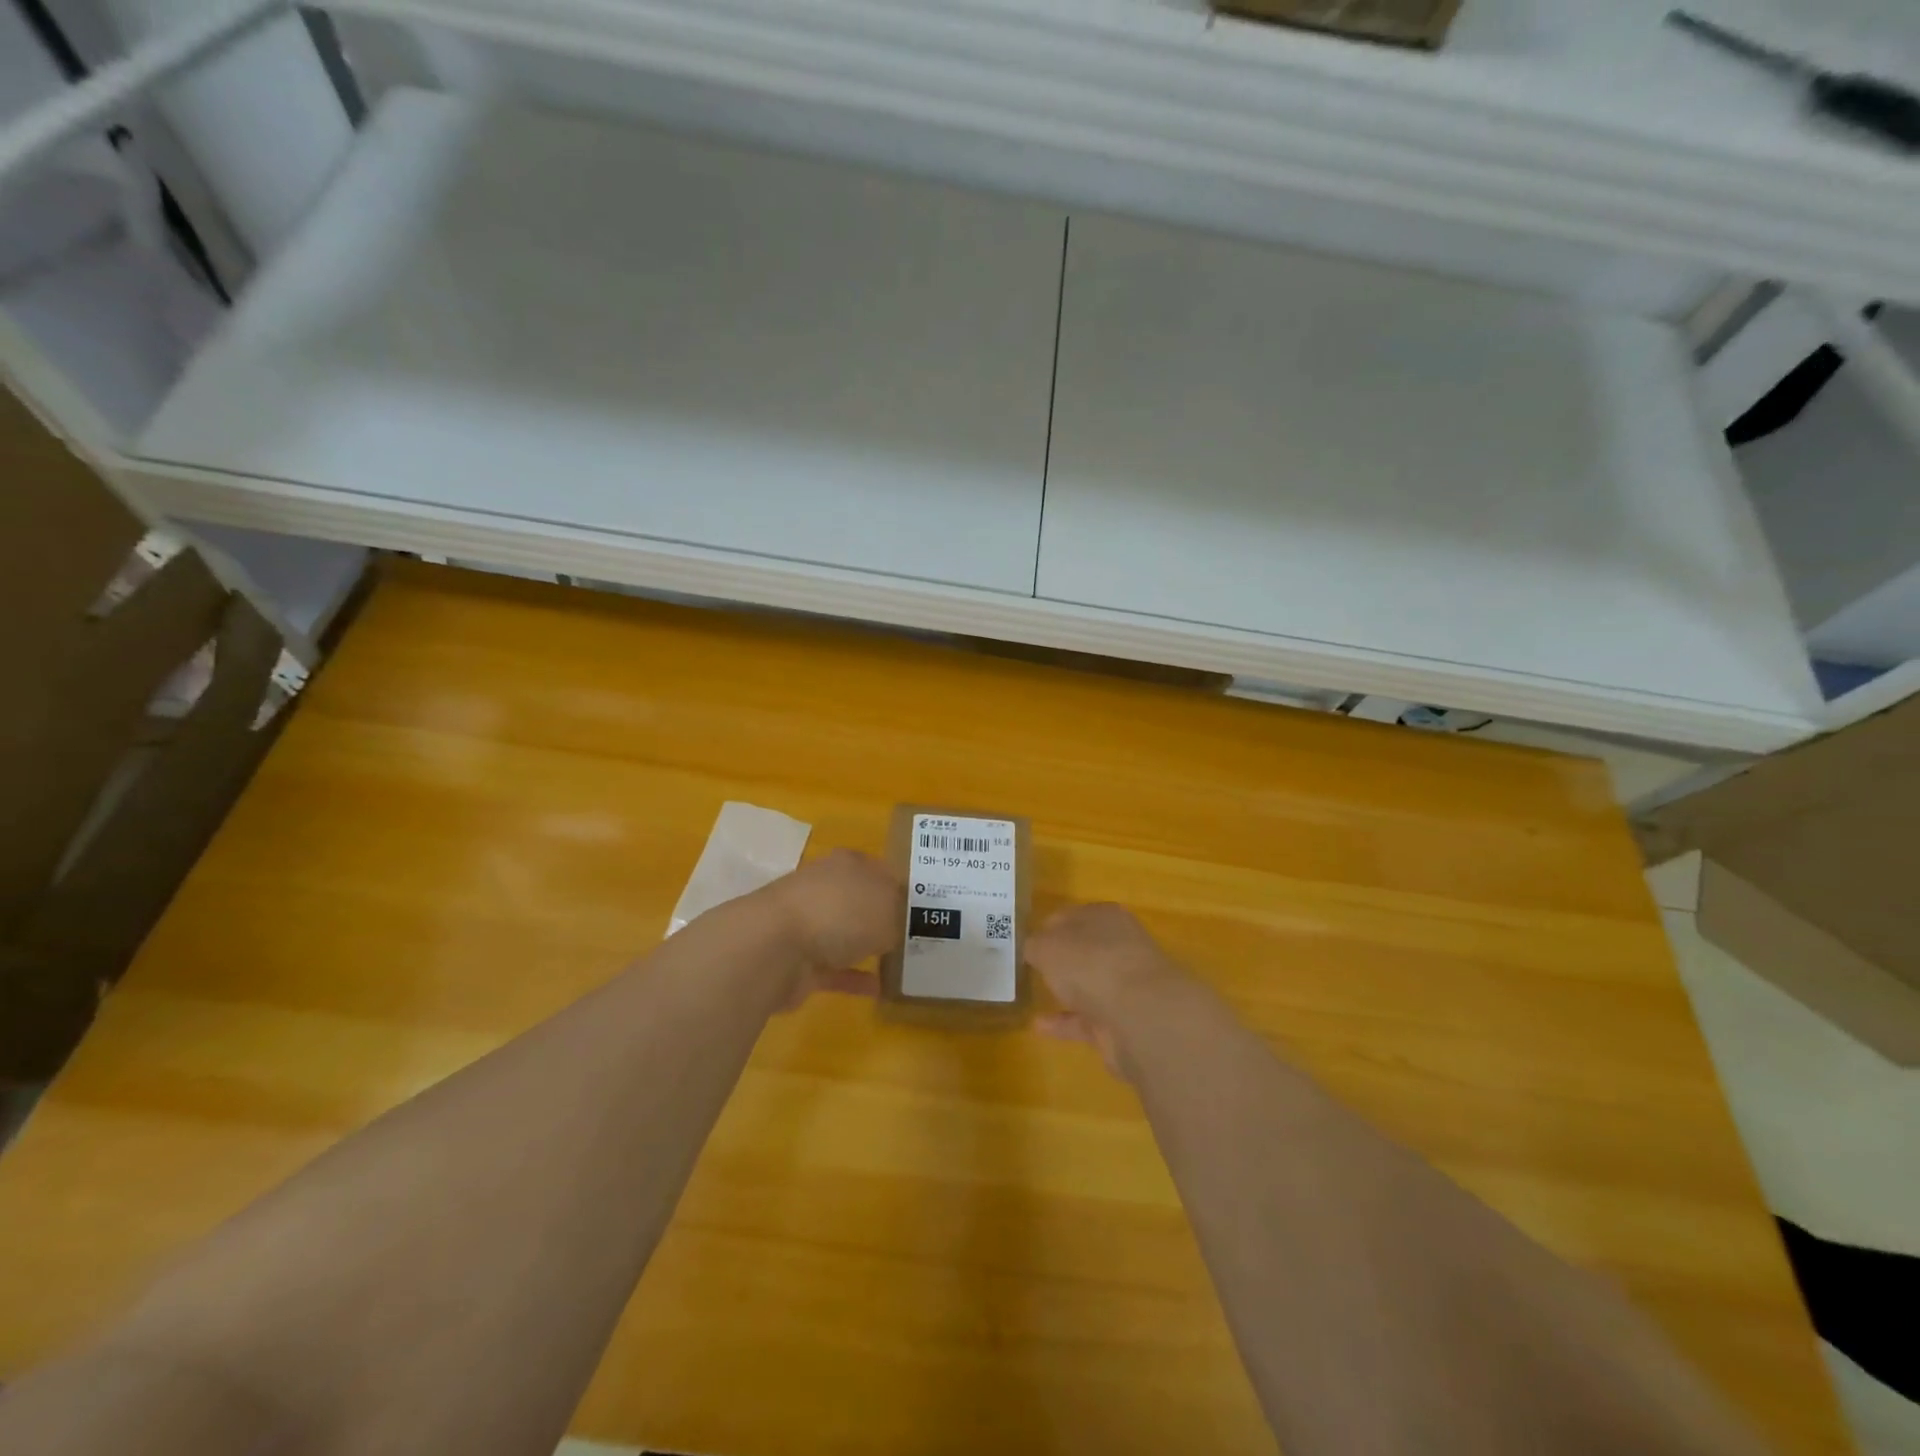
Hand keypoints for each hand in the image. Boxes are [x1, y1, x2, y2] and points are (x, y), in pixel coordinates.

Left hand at [762, 849, 900, 1005]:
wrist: (774, 948)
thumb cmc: (839, 912)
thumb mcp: (888, 906)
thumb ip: (900, 913)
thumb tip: (899, 923)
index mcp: (847, 864)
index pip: (881, 869)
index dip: (901, 886)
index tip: (924, 907)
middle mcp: (826, 888)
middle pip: (861, 901)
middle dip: (884, 917)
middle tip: (915, 936)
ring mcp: (808, 925)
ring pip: (846, 934)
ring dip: (866, 947)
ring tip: (899, 963)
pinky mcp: (799, 961)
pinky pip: (835, 970)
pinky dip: (854, 979)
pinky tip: (879, 990)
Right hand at [1027, 903, 1187, 1077]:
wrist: (1137, 1015)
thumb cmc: (1089, 963)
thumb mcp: (1046, 945)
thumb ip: (1034, 945)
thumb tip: (1033, 949)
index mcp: (1104, 916)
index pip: (1070, 916)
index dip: (1047, 927)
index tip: (1024, 942)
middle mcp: (1118, 946)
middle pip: (1082, 950)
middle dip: (1059, 958)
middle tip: (1028, 968)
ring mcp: (1123, 985)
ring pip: (1087, 984)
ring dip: (1064, 990)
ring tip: (1031, 995)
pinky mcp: (1121, 1021)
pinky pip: (1085, 1019)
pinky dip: (1063, 1022)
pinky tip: (1037, 1026)